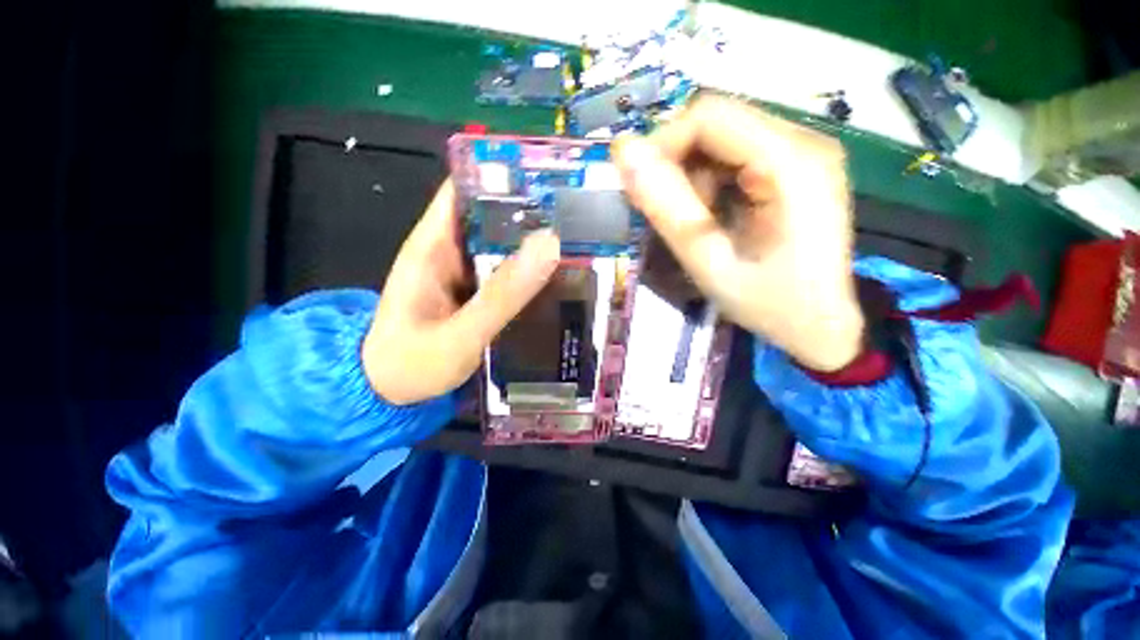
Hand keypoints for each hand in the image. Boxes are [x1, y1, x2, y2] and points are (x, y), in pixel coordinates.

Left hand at [363, 180, 560, 404]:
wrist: (389, 392)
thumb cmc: (411, 364)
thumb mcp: (459, 334)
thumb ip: (501, 296)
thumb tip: (548, 245)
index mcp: (434, 244)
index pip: (467, 188)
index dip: (503, 175)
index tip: (549, 175)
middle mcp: (450, 250)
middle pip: (493, 216)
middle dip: (532, 212)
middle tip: (579, 215)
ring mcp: (465, 273)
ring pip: (504, 246)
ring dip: (535, 243)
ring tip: (579, 242)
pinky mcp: (475, 293)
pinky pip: (507, 273)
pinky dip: (529, 271)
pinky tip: (558, 276)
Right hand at [613, 96, 863, 371]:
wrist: (820, 327)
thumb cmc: (769, 304)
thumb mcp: (709, 262)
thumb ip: (667, 208)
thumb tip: (623, 152)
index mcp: (792, 163)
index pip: (711, 117)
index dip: (663, 144)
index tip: (639, 187)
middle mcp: (805, 142)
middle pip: (718, 123)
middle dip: (677, 163)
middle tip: (665, 212)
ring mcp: (803, 153)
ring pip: (723, 139)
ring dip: (692, 176)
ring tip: (693, 222)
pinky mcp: (795, 168)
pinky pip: (736, 157)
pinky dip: (710, 182)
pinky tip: (713, 217)